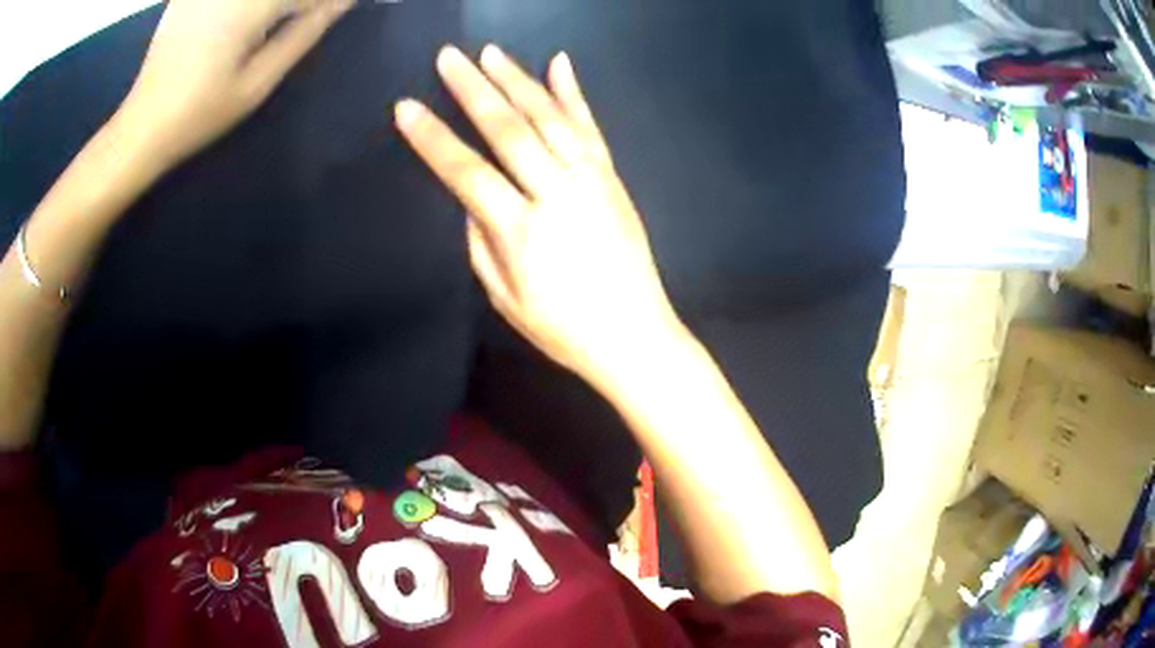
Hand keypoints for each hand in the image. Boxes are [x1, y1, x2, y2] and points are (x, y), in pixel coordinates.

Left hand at [118, 0, 352, 165]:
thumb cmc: (200, 113)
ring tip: (277, 20)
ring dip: (276, 5)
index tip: (341, 8)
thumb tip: (341, 3)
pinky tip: (245, 15)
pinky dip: (249, 5)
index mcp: (251, 5)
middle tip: (303, 18)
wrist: (142, 125)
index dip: (328, 2)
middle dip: (299, 3)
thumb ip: (302, 35)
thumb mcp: (257, 84)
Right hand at [396, 45, 683, 385]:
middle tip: (448, 57)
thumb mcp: (504, 297)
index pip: (466, 171)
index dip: (432, 137)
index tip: (406, 107)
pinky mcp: (612, 176)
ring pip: (548, 117)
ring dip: (517, 80)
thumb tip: (473, 196)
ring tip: (490, 53)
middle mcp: (557, 193)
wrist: (635, 335)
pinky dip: (573, 92)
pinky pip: (590, 126)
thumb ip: (481, 241)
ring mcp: (591, 179)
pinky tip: (559, 63)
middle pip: (508, 129)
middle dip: (473, 88)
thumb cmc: (563, 329)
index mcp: (522, 231)